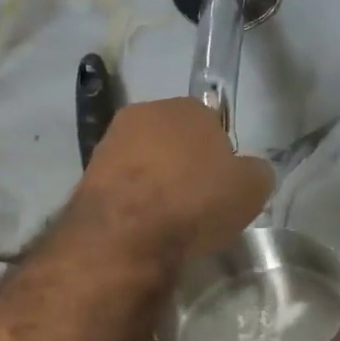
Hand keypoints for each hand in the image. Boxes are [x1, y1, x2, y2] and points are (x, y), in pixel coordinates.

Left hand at [68, 99, 273, 259]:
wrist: (125, 234)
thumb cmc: (195, 202)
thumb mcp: (250, 190)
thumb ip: (254, 173)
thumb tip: (247, 172)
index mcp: (186, 107)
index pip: (210, 124)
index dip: (219, 157)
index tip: (220, 187)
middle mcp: (143, 114)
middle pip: (172, 142)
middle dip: (182, 167)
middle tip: (194, 205)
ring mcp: (109, 144)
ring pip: (142, 164)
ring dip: (153, 186)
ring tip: (166, 222)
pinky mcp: (85, 177)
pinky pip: (121, 189)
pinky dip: (130, 205)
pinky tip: (140, 229)